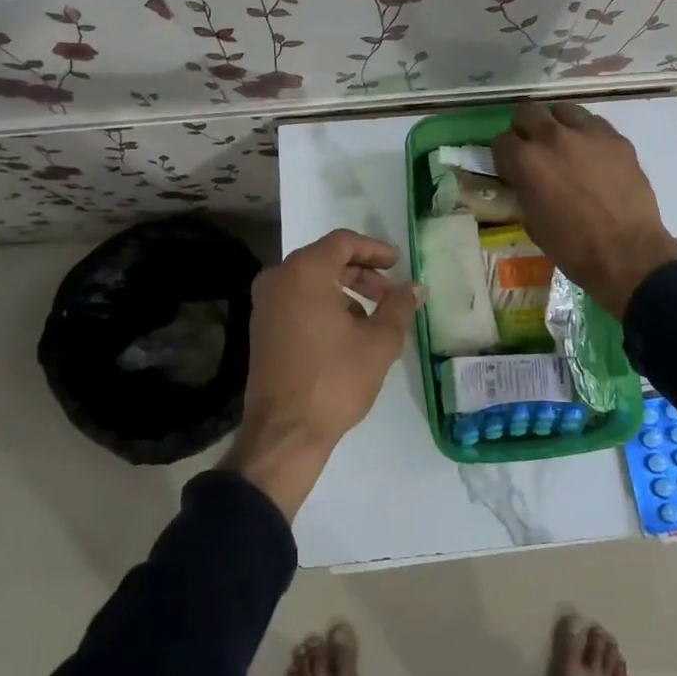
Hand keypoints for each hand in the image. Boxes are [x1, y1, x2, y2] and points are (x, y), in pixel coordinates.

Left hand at [225, 228, 421, 518]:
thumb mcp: (379, 342)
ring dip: (344, 290)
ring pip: (311, 282)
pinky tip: (347, 332)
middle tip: (390, 292)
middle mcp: (278, 279)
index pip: (343, 242)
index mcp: (304, 272)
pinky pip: (297, 301)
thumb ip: (399, 307)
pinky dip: (324, 305)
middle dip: (362, 273)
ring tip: (373, 316)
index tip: (398, 263)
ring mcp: (265, 304)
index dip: (374, 249)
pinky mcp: (261, 328)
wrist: (284, 433)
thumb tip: (415, 287)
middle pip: (326, 259)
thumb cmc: (334, 380)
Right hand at [493, 101, 676, 318]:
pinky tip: (592, 155)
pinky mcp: (616, 137)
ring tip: (564, 145)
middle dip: (525, 127)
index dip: (504, 154)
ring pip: (563, 109)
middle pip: (528, 111)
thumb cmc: (572, 247)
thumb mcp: (532, 221)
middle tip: (532, 147)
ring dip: (557, 124)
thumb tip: (523, 178)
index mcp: (526, 161)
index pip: (501, 140)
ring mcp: (587, 133)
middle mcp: (552, 137)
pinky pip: (594, 123)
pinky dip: (586, 134)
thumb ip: (523, 188)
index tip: (510, 166)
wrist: (626, 252)